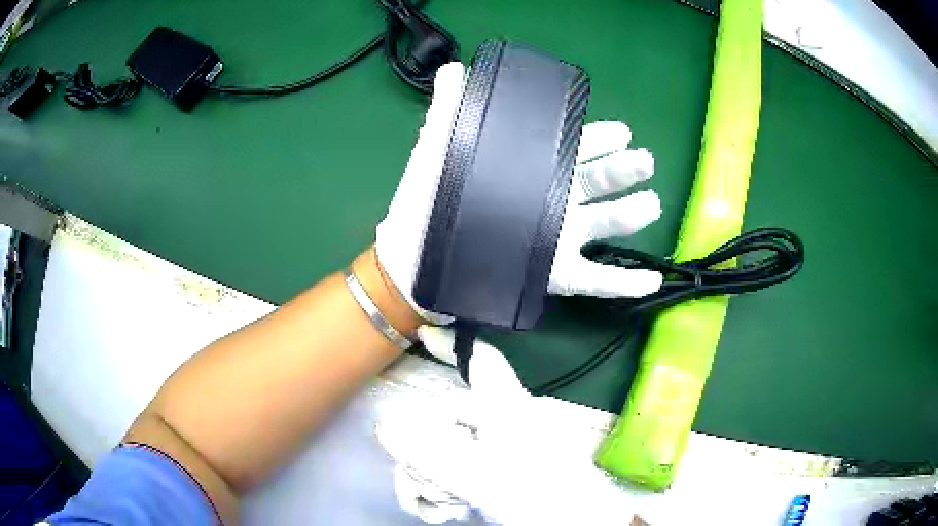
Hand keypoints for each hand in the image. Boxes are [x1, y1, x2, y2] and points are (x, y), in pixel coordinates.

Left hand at [376, 62, 662, 320]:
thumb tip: (455, 67)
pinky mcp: (554, 276)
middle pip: (596, 185)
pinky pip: (597, 281)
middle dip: (622, 170)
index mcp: (528, 170)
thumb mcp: (440, 148)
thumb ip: (450, 107)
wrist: (415, 258)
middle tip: (643, 160)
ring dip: (631, 216)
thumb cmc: (428, 201)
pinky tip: (650, 281)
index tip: (621, 131)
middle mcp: (549, 203)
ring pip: (603, 226)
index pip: (572, 149)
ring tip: (650, 204)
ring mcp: (555, 240)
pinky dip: (626, 283)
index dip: (599, 140)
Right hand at [376, 326, 636, 524]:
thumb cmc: (537, 496)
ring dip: (430, 478)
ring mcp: (500, 449)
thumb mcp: (480, 476)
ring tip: (440, 506)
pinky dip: (443, 489)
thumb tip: (384, 426)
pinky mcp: (499, 471)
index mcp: (508, 408)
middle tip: (422, 487)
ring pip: (446, 449)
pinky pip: (458, 469)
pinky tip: (445, 510)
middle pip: (444, 420)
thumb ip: (429, 454)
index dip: (453, 344)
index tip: (424, 332)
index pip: (482, 361)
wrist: (572, 525)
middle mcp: (503, 422)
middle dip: (422, 455)